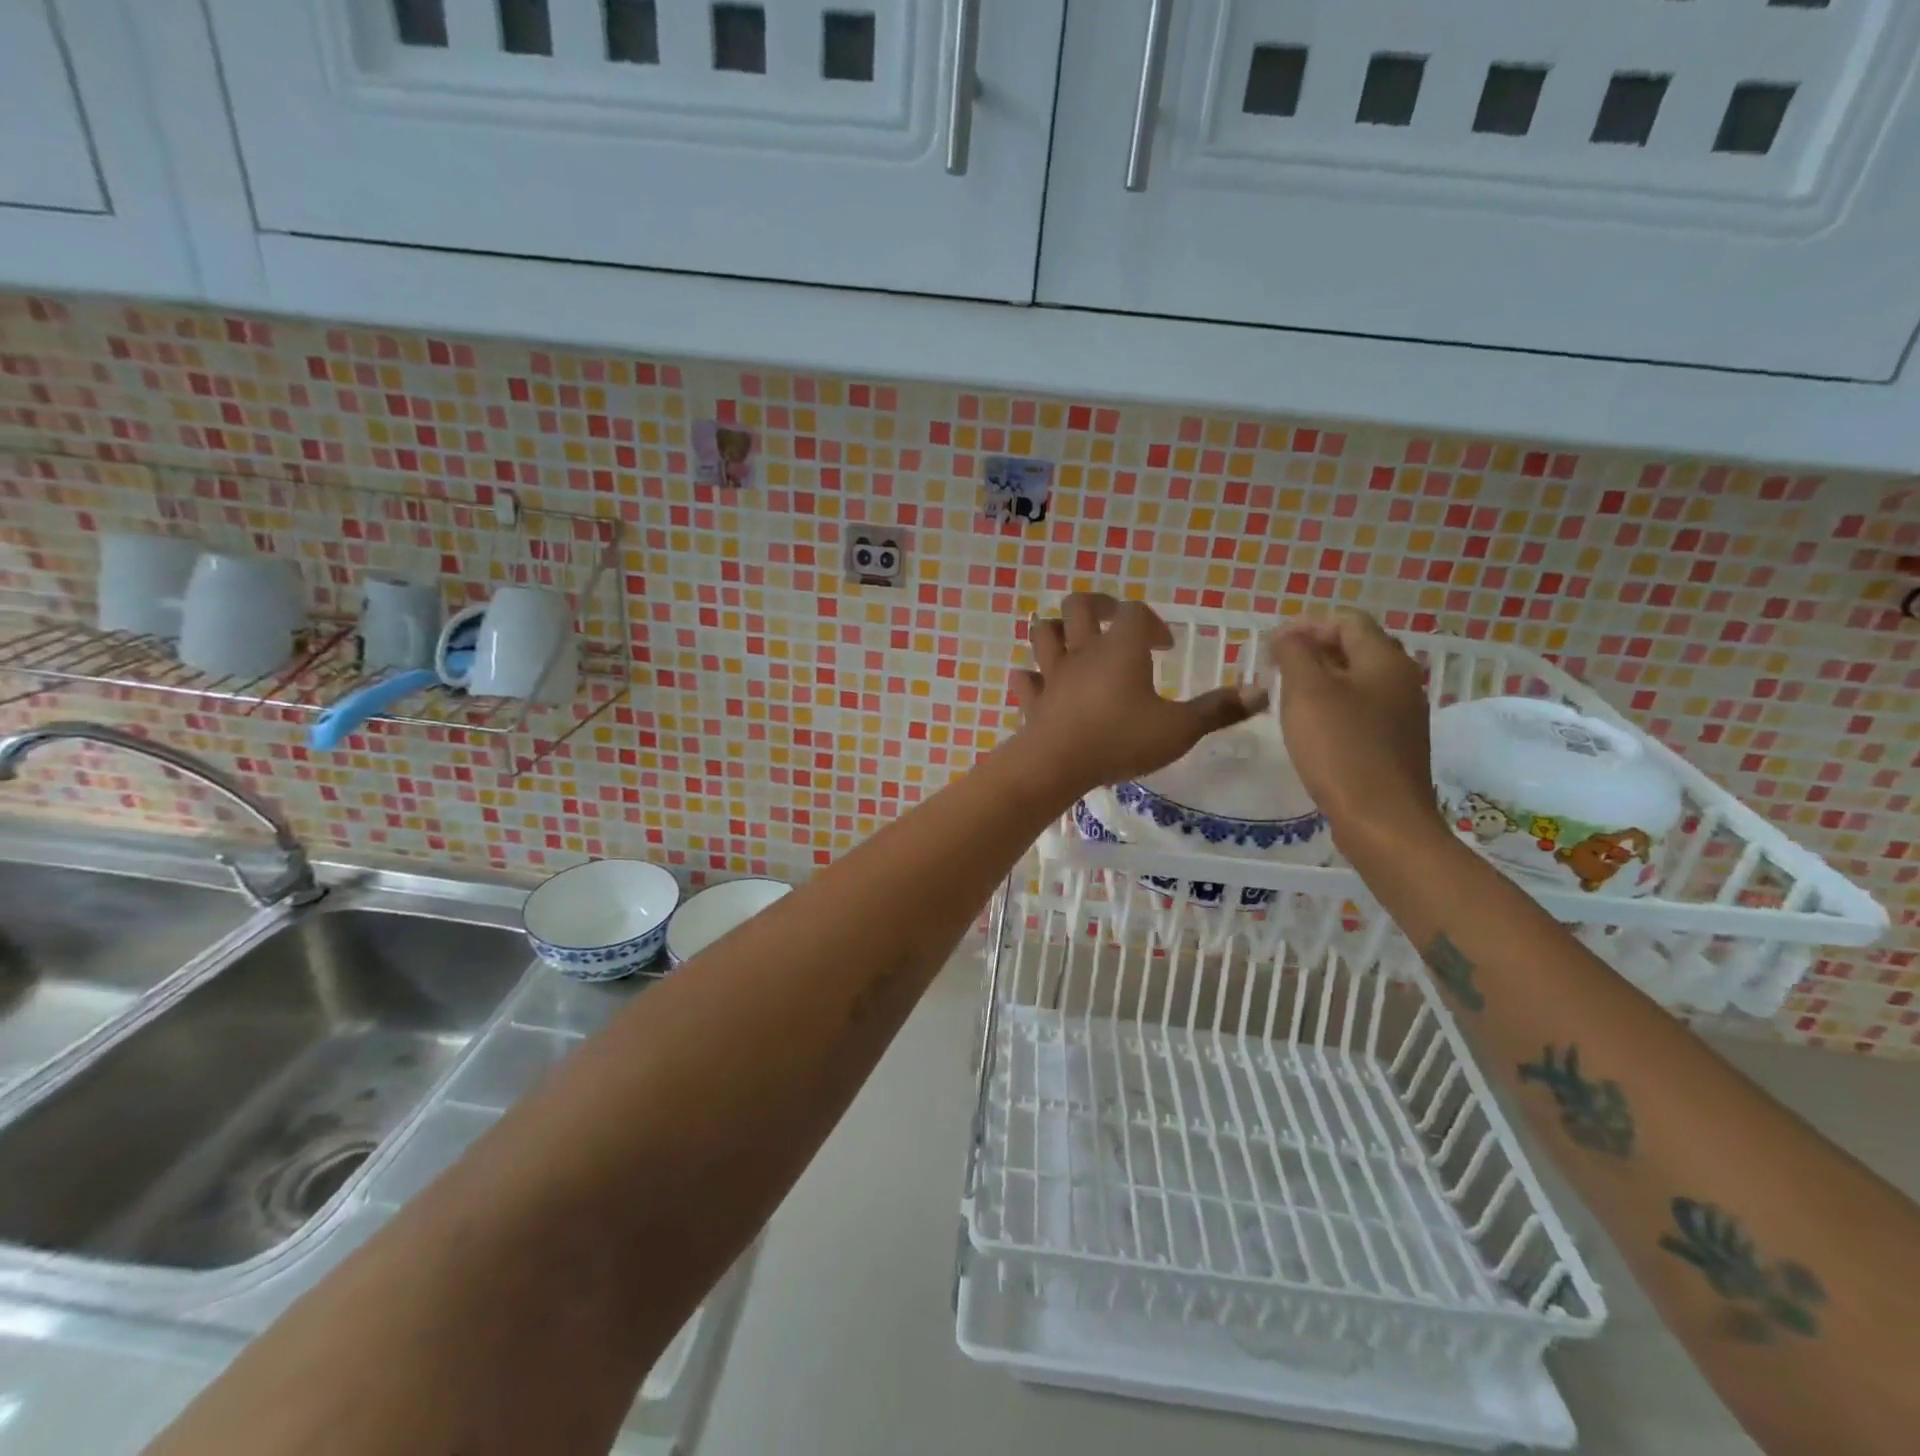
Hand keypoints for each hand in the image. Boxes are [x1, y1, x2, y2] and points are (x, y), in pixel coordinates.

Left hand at [1011, 593, 1262, 795]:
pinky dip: (1032, 677)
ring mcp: (1053, 675)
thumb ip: (1218, 709)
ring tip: (1074, 643)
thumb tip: (1262, 691)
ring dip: (1058, 631)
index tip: (1164, 647)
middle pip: (1079, 606)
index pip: (1134, 613)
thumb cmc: (1120, 740)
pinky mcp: (1033, 700)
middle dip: (1098, 606)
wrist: (1057, 765)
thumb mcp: (1179, 729)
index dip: (1150, 622)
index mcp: (1120, 649)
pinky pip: (1026, 679)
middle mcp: (1082, 652)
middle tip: (1114, 622)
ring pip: (1044, 633)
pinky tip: (1040, 682)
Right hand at [1269, 610, 1442, 849]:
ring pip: (1358, 680)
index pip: (1347, 621)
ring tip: (1287, 695)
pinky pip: (1362, 709)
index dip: (1306, 625)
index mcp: (1385, 660)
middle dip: (1314, 650)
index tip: (1270, 645)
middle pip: (1356, 647)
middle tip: (1276, 667)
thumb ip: (1294, 654)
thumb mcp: (1306, 693)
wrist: (1382, 819)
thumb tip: (1287, 635)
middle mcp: (1402, 680)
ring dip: (1322, 679)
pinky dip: (1334, 706)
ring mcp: (1403, 714)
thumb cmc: (1340, 749)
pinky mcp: (1395, 743)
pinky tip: (1311, 727)